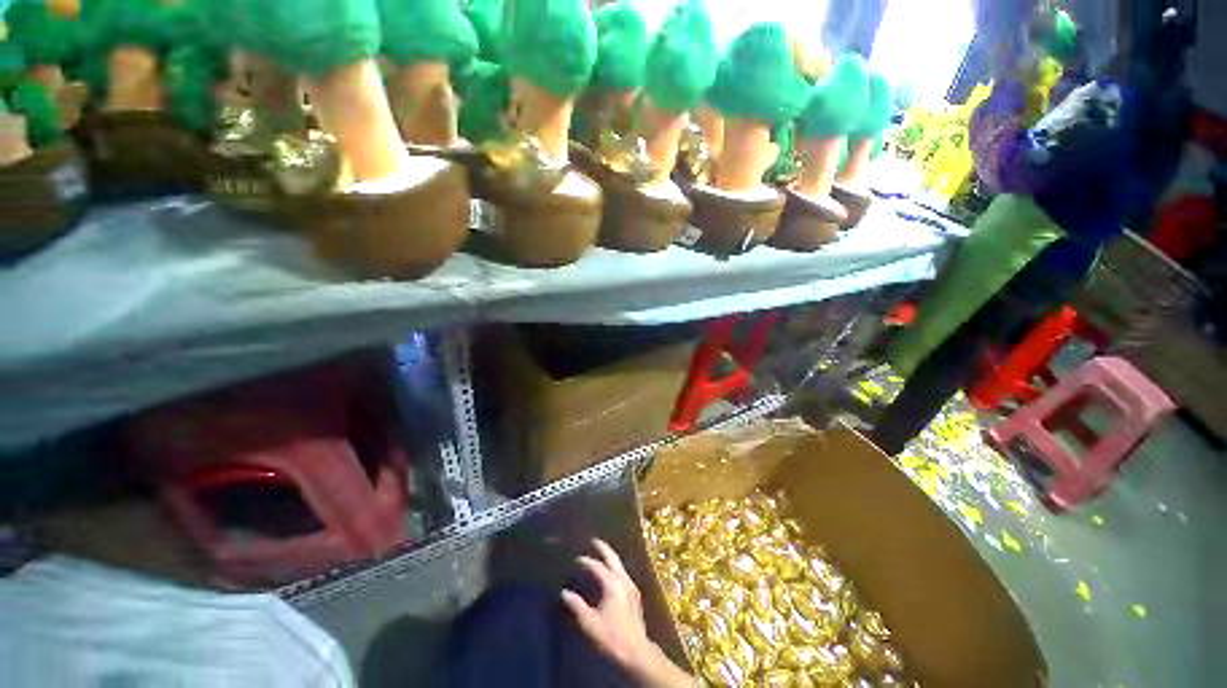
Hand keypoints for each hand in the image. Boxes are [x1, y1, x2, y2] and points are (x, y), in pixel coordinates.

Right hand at [562, 539, 694, 687]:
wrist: (636, 652)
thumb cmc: (611, 637)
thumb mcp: (590, 623)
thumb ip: (576, 606)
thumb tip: (564, 592)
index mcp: (612, 584)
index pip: (597, 566)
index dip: (585, 561)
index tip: (575, 559)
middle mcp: (623, 580)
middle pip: (613, 558)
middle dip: (603, 548)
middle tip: (593, 540)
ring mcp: (631, 586)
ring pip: (619, 564)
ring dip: (610, 557)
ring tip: (601, 553)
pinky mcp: (635, 594)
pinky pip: (623, 572)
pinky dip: (615, 567)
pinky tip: (611, 572)